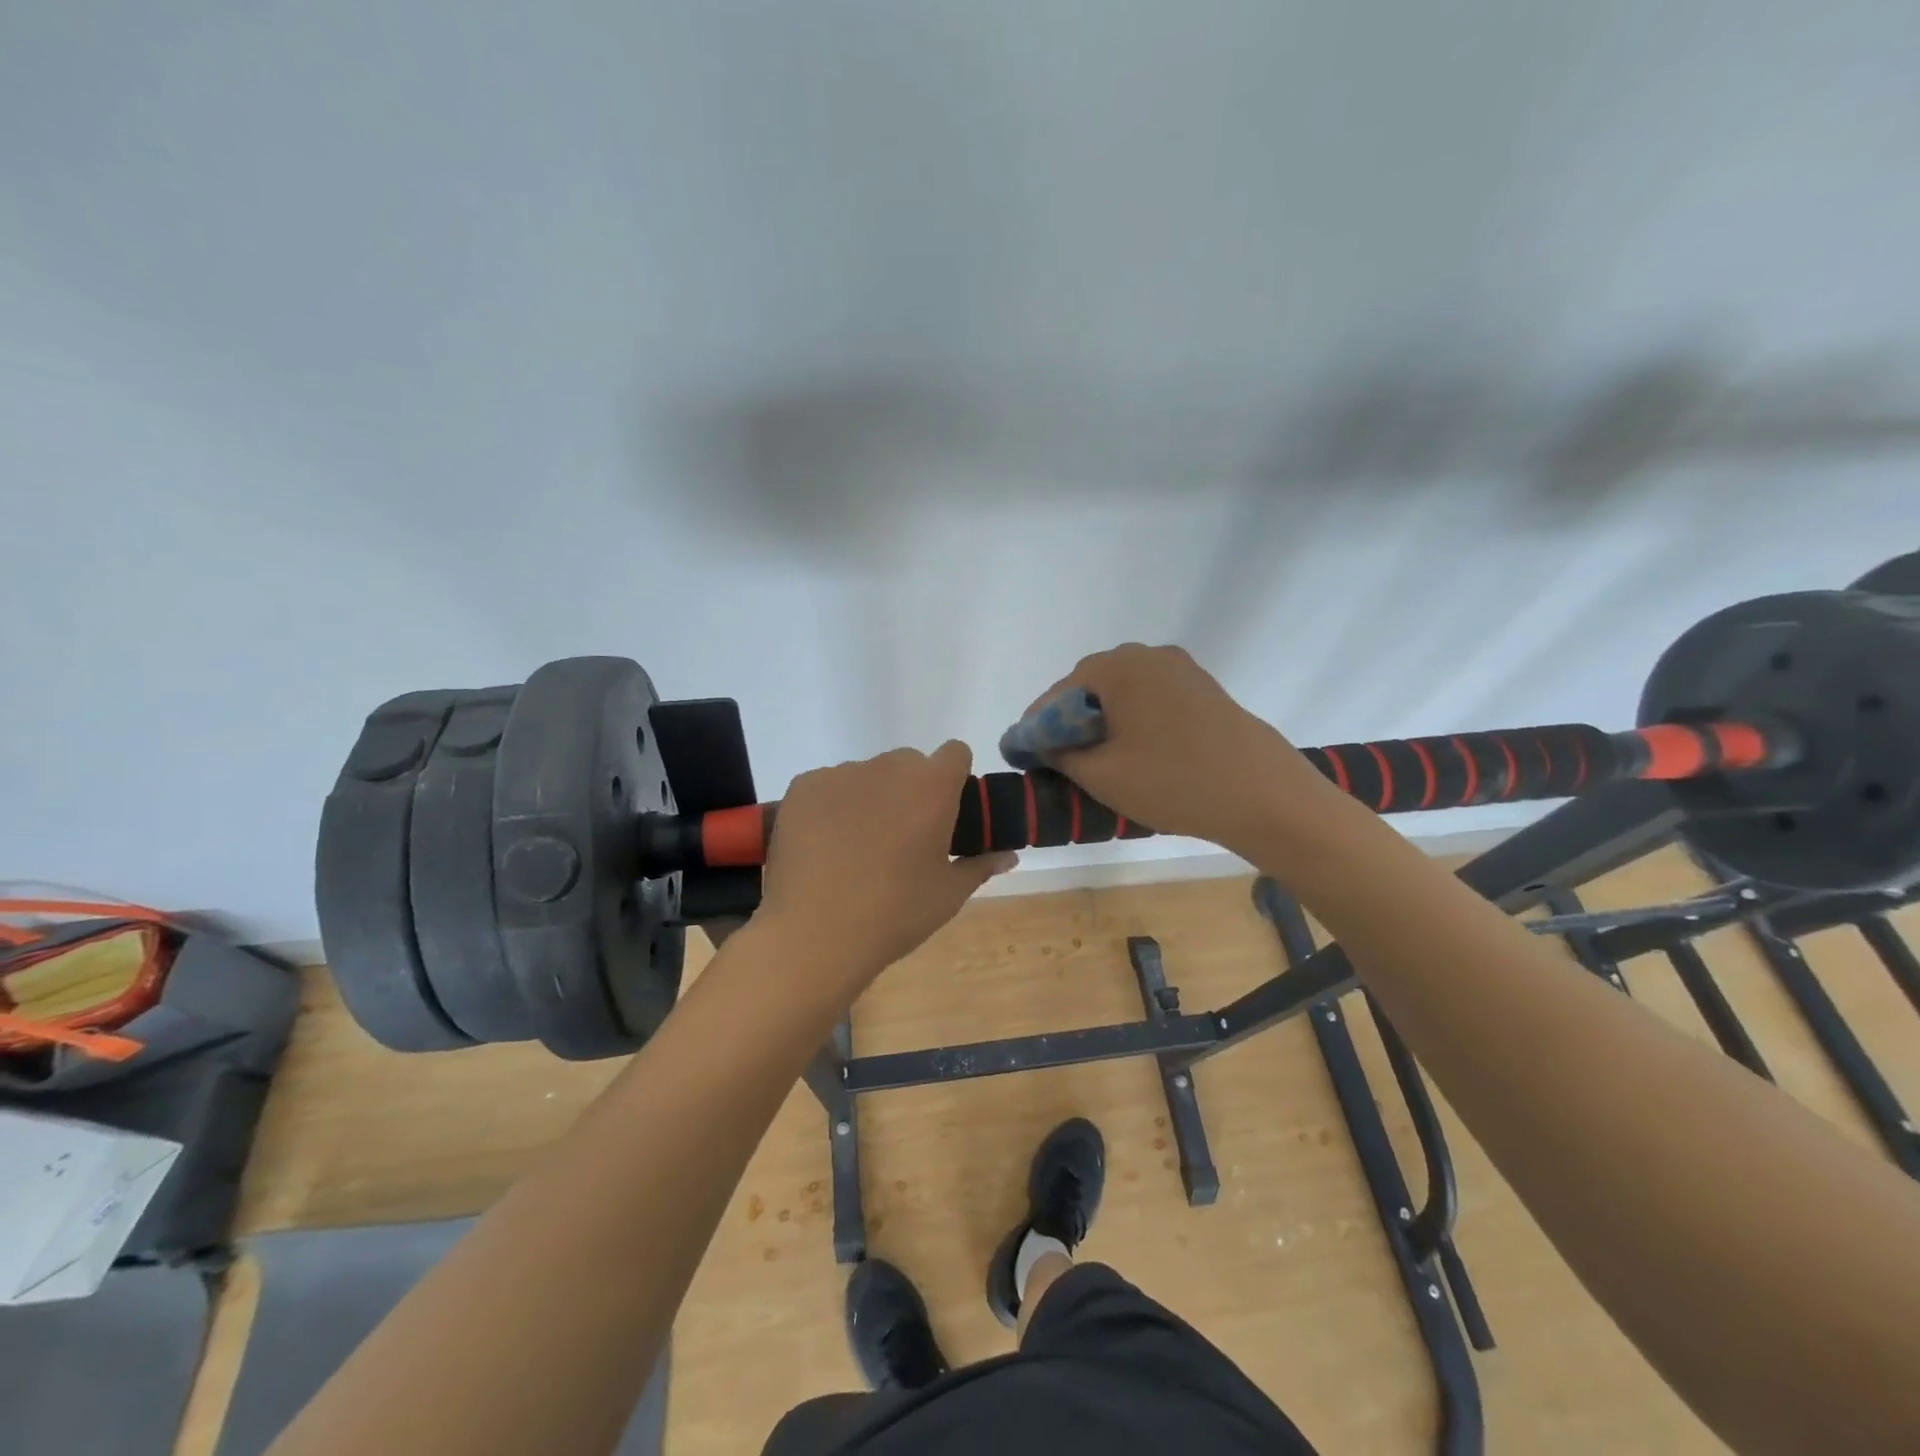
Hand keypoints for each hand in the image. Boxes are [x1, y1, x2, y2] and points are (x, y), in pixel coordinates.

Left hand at [756, 742, 1016, 994]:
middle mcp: (889, 767)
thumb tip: (1008, 856)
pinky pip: (828, 785)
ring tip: (856, 846)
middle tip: (901, 836)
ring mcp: (841, 773)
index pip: (955, 754)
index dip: (953, 778)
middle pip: (909, 763)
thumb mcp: (948, 894)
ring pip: (866, 774)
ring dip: (870, 797)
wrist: (814, 934)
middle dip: (911, 789)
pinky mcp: (804, 786)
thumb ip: (981, 864)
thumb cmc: (895, 914)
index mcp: (933, 786)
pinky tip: (824, 845)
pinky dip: (831, 806)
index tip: (946, 811)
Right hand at [1027, 644, 1331, 856]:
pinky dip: (1131, 720)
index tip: (1023, 755)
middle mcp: (1148, 656)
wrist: (1265, 796)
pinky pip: (1150, 698)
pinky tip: (1132, 751)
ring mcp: (1180, 670)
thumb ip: (1061, 754)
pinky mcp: (1202, 689)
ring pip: (1122, 692)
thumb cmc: (1174, 782)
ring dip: (1100, 720)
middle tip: (1057, 759)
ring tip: (1093, 759)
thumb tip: (1041, 743)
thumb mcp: (1103, 775)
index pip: (1057, 694)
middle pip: (1089, 686)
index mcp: (1117, 668)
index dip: (1035, 727)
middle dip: (1068, 721)